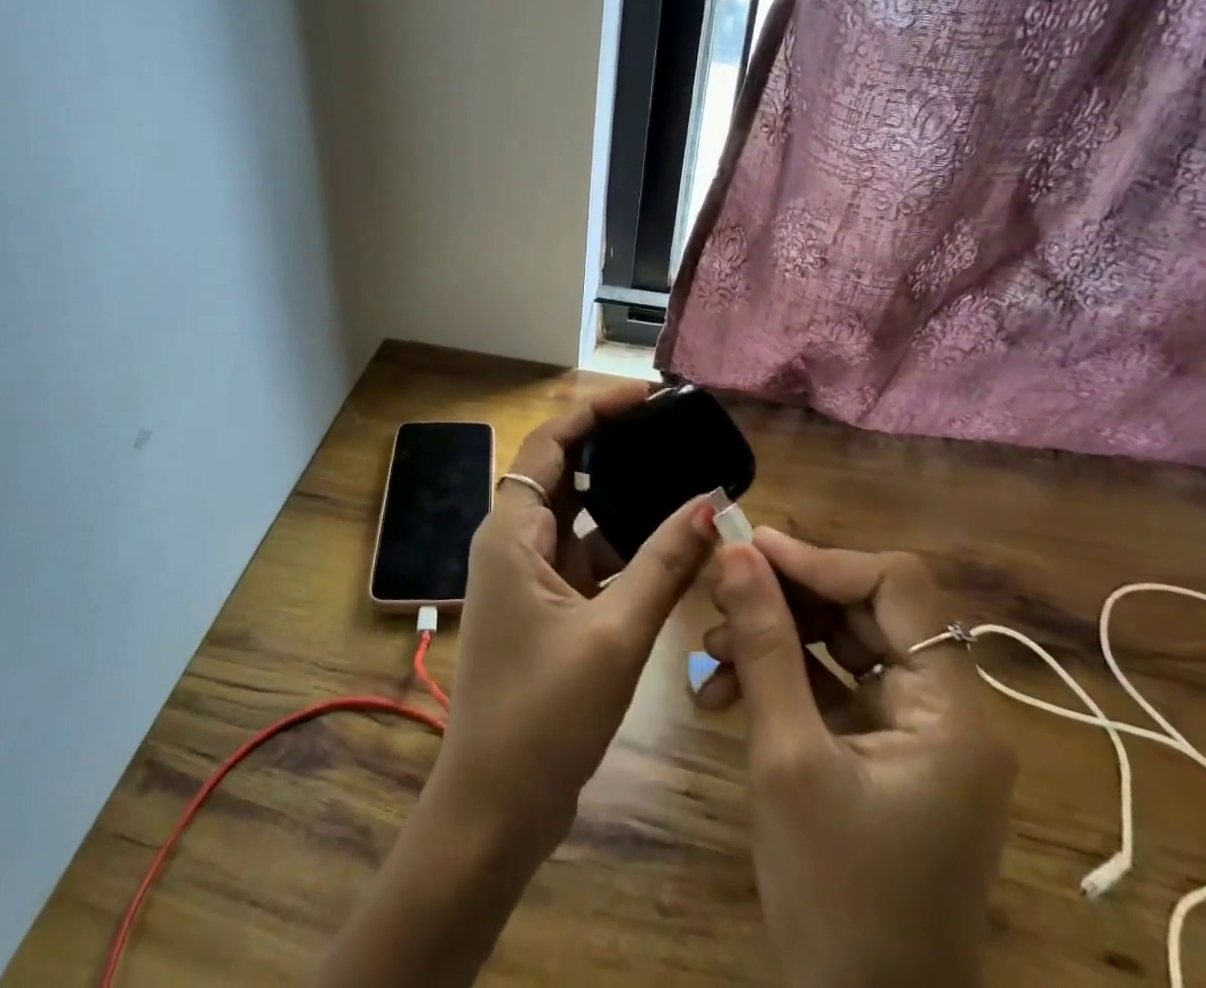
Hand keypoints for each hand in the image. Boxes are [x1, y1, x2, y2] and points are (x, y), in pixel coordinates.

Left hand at [431, 384, 717, 857]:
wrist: (494, 810)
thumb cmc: (543, 717)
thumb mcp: (614, 634)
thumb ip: (663, 565)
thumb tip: (710, 503)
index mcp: (512, 531)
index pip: (551, 442)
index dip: (596, 411)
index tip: (648, 396)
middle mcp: (514, 542)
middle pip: (563, 471)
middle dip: (613, 447)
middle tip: (671, 431)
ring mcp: (528, 577)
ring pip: (579, 518)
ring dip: (622, 501)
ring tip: (679, 477)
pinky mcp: (546, 608)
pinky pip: (587, 559)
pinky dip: (623, 548)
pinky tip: (669, 546)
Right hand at [696, 531, 1014, 987]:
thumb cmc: (835, 897)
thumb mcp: (788, 756)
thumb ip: (765, 643)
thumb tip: (736, 552)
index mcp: (954, 711)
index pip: (895, 586)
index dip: (820, 559)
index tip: (747, 550)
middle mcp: (948, 711)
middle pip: (864, 611)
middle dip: (785, 599)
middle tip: (717, 594)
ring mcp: (917, 736)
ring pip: (841, 645)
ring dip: (773, 638)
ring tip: (708, 651)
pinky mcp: (884, 756)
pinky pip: (832, 688)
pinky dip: (780, 679)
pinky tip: (722, 691)